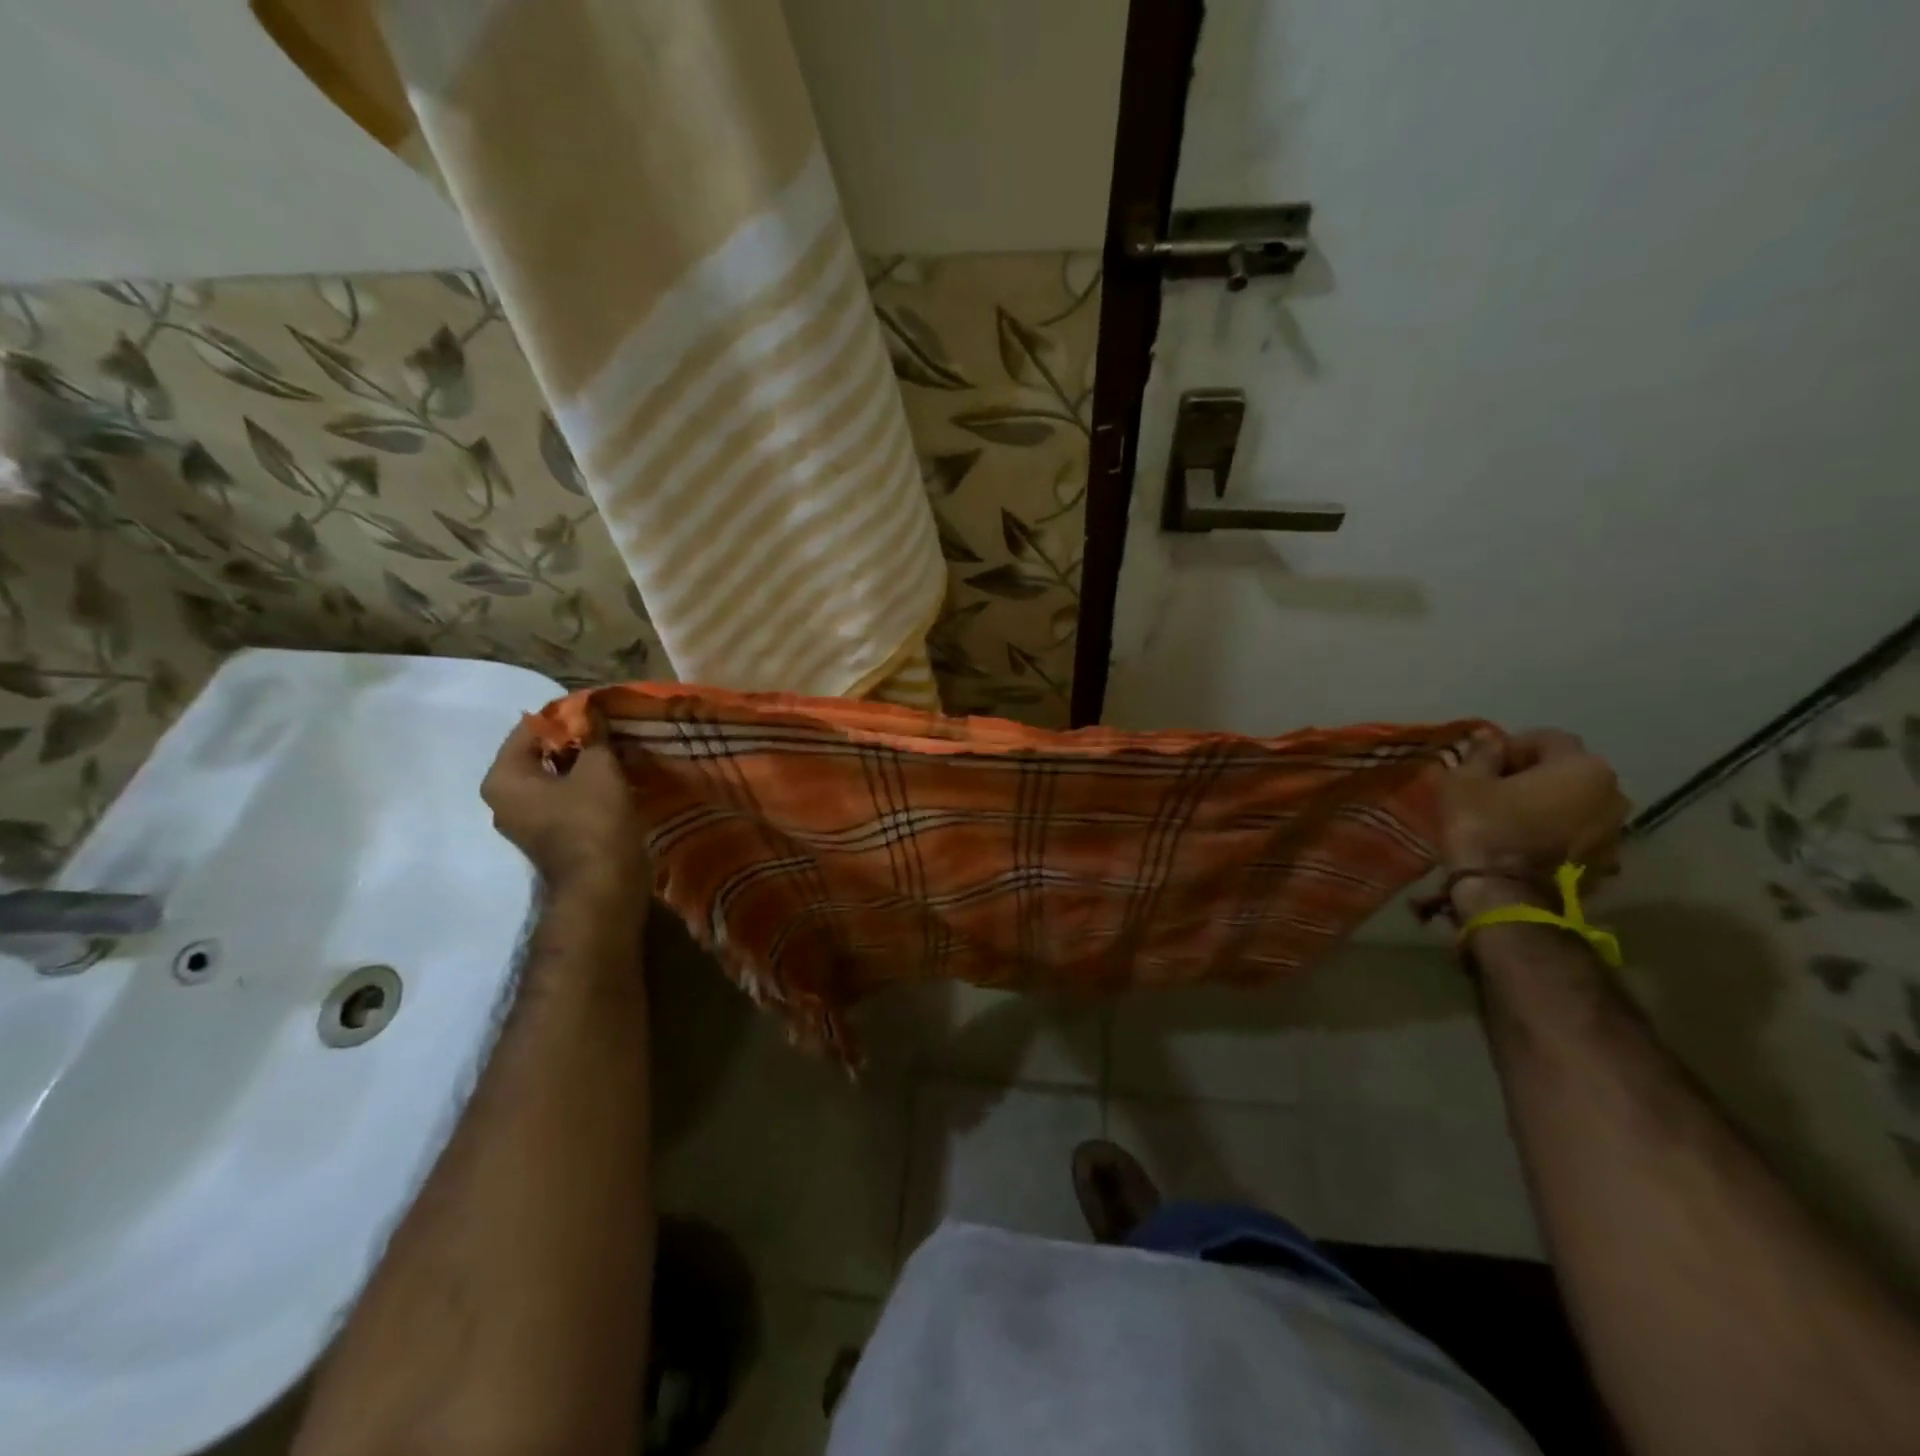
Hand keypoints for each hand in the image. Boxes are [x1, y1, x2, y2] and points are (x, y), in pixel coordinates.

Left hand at [481, 715, 649, 891]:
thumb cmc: (594, 820)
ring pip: (555, 779)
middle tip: (610, 731)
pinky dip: (586, 788)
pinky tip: (614, 781)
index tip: (598, 711)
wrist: (604, 885)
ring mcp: (525, 822)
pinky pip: (565, 800)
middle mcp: (503, 799)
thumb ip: (593, 736)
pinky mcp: (550, 837)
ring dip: (584, 766)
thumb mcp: (599, 767)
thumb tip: (592, 712)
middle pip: (540, 754)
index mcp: (503, 778)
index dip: (566, 715)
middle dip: (575, 741)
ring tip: (617, 754)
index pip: (530, 728)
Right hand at [1439, 729, 1627, 909]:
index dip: (1511, 747)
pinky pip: (1580, 834)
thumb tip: (1488, 737)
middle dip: (1534, 775)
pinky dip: (1557, 832)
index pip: (1546, 739)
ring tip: (1512, 819)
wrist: (1507, 895)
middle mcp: (1613, 793)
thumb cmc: (1484, 827)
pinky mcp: (1608, 861)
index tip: (1482, 766)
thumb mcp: (1465, 782)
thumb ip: (1481, 754)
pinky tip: (1526, 843)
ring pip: (1576, 804)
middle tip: (1496, 790)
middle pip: (1568, 771)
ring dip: (1549, 805)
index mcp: (1582, 766)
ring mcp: (1616, 831)